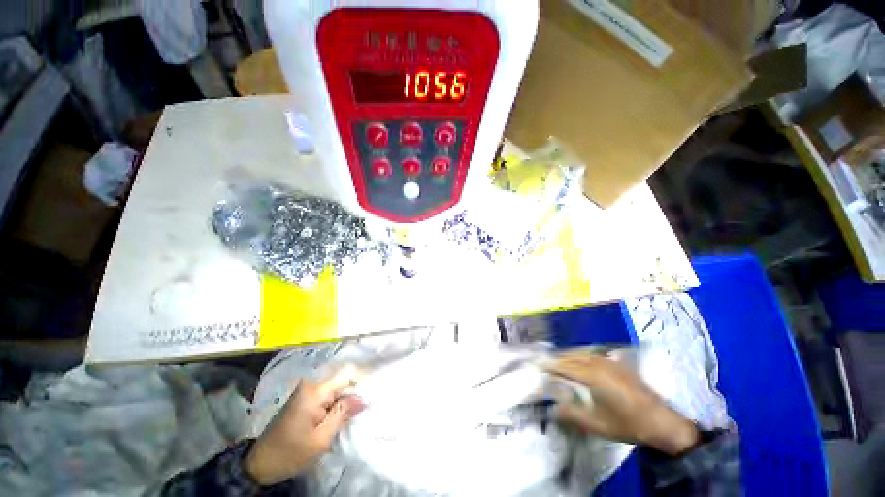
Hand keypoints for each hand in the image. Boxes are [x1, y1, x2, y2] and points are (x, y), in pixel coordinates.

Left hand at [245, 366, 364, 485]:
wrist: (259, 464)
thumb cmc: (291, 453)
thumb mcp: (321, 439)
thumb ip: (343, 414)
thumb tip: (364, 398)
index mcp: (314, 392)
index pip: (346, 377)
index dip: (359, 385)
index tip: (369, 398)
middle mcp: (310, 385)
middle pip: (340, 384)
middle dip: (350, 397)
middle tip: (357, 414)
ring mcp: (304, 391)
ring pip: (333, 391)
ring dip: (341, 403)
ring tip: (347, 418)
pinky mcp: (301, 399)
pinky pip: (325, 397)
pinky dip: (332, 406)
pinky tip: (334, 419)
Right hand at [547, 353, 699, 455]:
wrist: (661, 422)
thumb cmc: (627, 424)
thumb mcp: (597, 424)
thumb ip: (572, 414)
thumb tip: (553, 408)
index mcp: (592, 376)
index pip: (564, 366)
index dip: (550, 365)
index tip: (537, 365)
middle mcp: (599, 363)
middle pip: (571, 356)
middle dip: (557, 359)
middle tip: (545, 364)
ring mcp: (609, 362)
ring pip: (582, 353)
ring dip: (568, 356)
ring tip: (559, 362)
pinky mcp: (617, 364)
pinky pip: (592, 355)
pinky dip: (581, 356)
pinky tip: (580, 361)